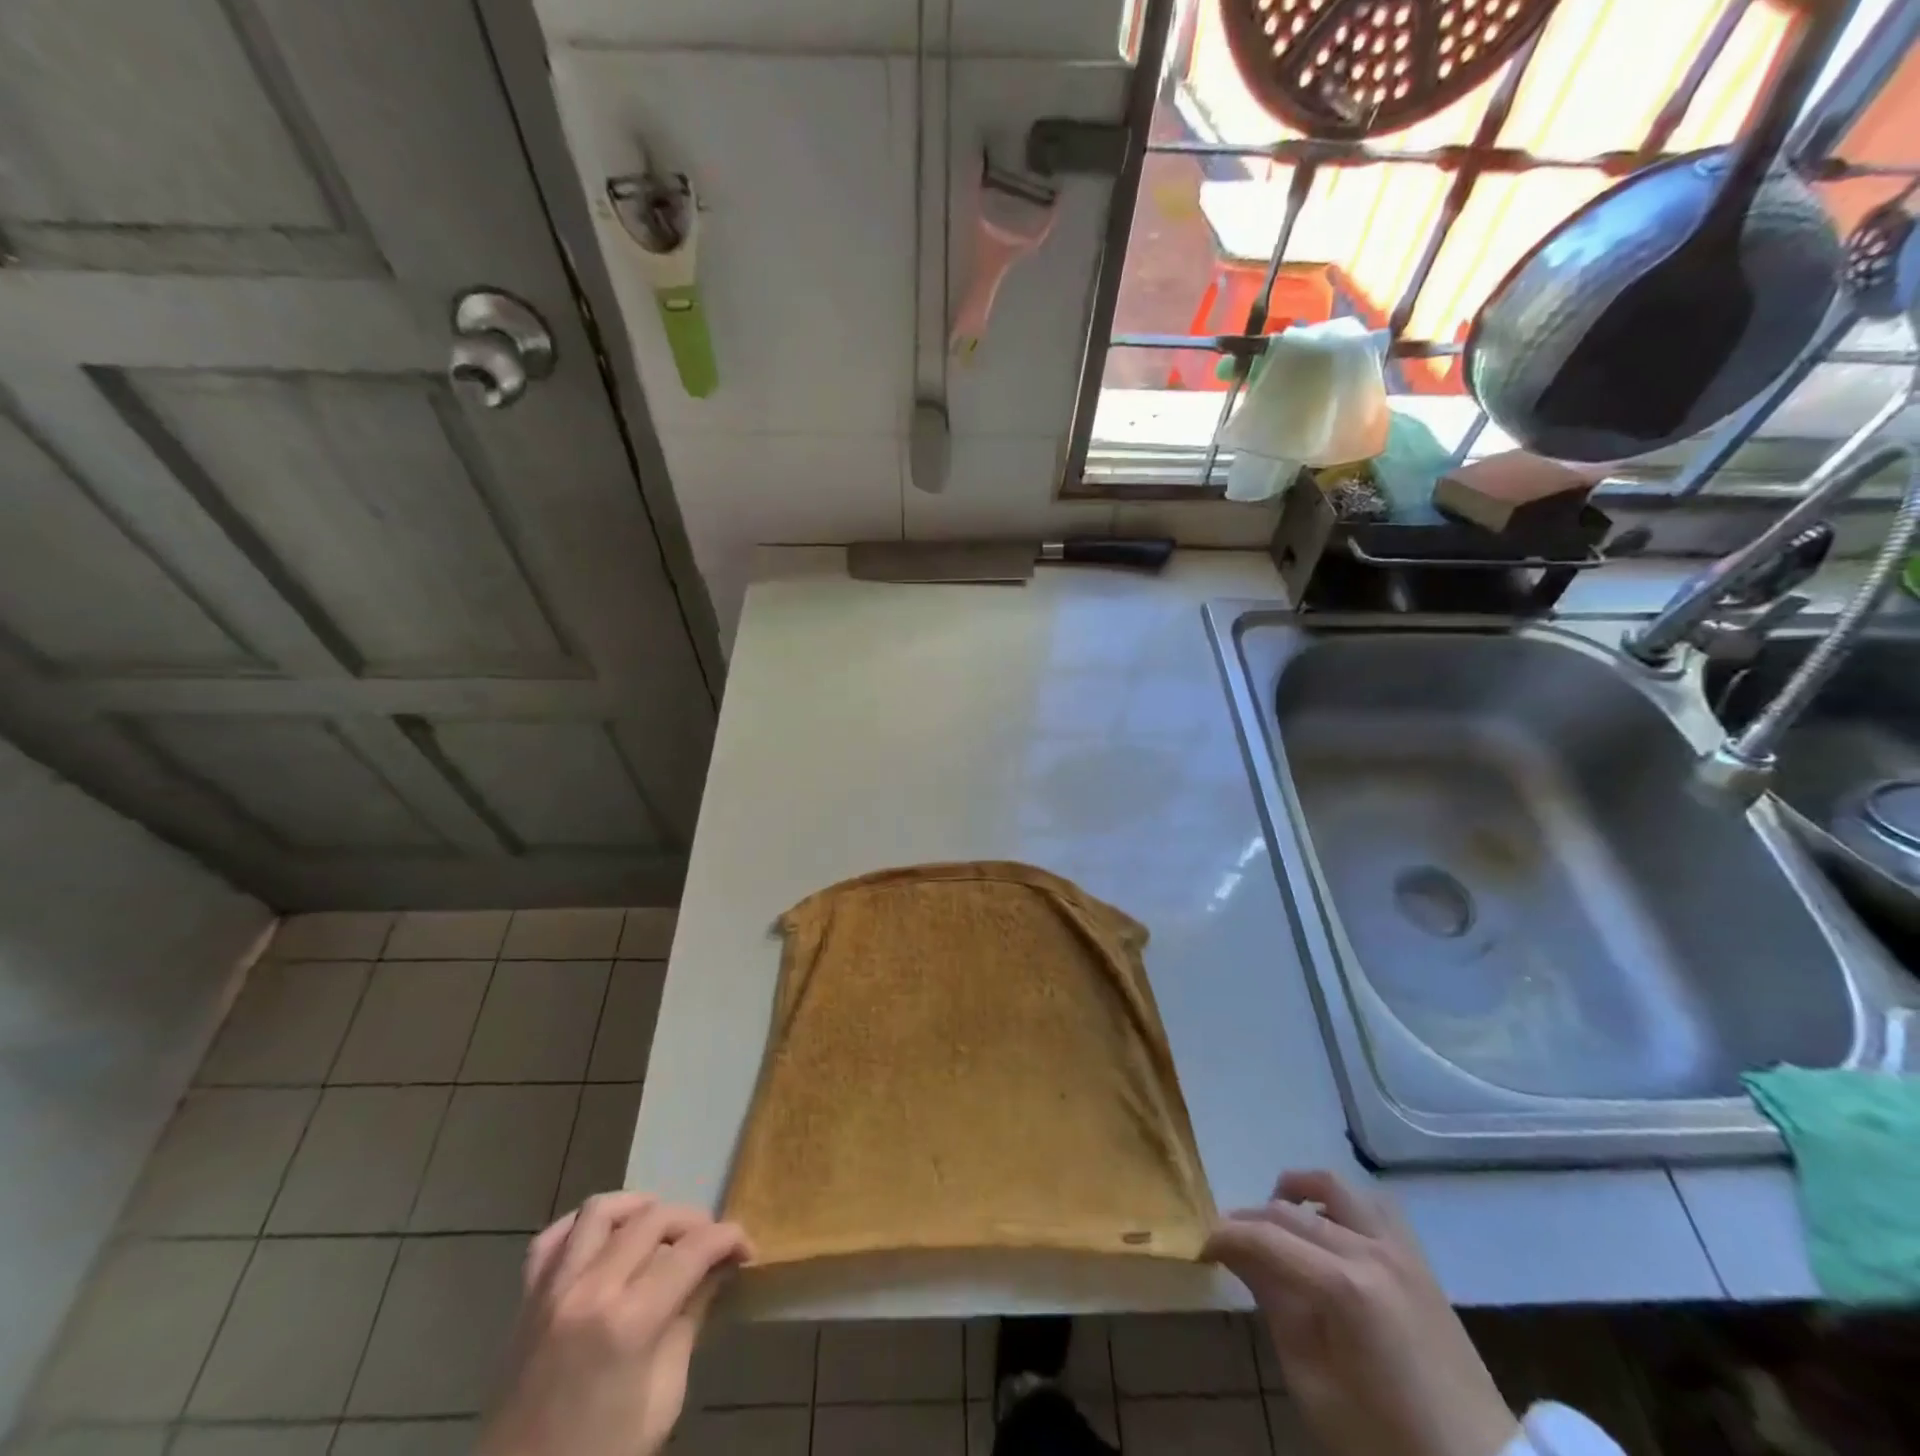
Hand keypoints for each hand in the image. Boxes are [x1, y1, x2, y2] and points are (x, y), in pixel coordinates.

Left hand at [478, 1193, 753, 1455]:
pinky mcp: (525, 1301)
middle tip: (710, 1244)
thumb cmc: (604, 1454)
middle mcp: (590, 1290)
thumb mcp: (663, 1398)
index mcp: (629, 1322)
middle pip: (653, 1218)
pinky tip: (605, 1237)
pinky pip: (551, 1237)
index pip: (693, 1249)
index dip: (729, 1238)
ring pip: (601, 1210)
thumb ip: (689, 1320)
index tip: (745, 1248)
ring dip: (639, 1208)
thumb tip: (718, 1269)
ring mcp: (551, 1291)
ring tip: (660, 1227)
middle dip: (694, 1221)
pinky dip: (582, 1226)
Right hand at [1204, 1171, 1517, 1455]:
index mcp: (1345, 1288)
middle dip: (1251, 1219)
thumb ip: (1275, 1309)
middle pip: (1292, 1212)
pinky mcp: (1420, 1262)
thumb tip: (1241, 1257)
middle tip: (1229, 1242)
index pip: (1266, 1238)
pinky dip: (1340, 1203)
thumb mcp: (1314, 1387)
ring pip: (1335, 1188)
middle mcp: (1372, 1252)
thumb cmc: (1388, 1444)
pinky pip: (1373, 1206)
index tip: (1203, 1246)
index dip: (1226, 1236)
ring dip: (1298, 1193)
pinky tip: (1327, 1227)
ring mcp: (1402, 1252)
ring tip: (1277, 1216)